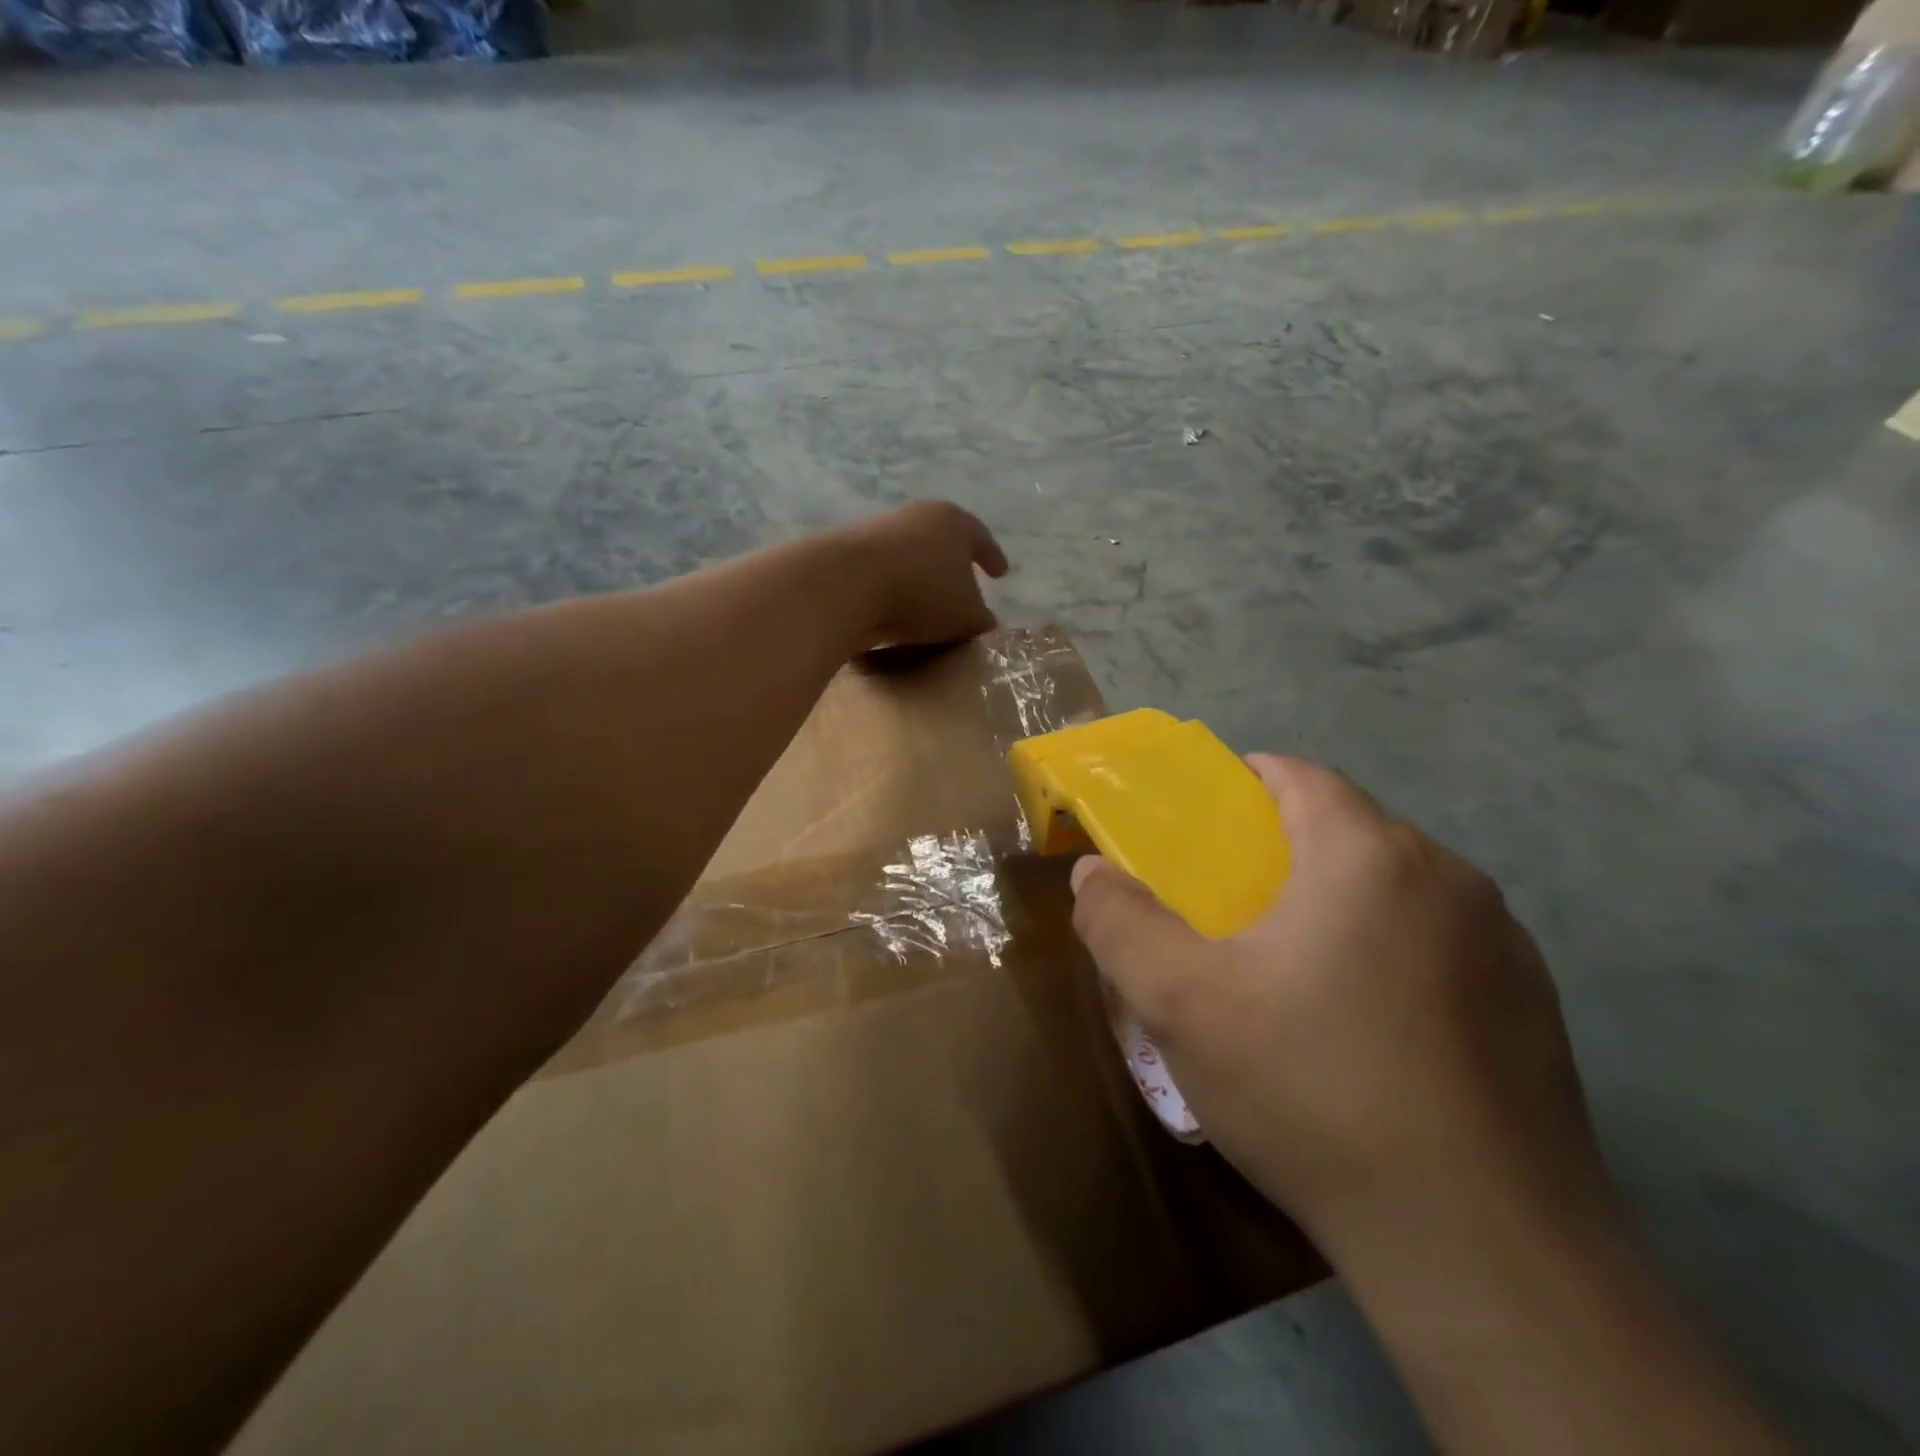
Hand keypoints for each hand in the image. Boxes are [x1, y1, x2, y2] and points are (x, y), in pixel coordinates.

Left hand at [837, 501, 1007, 652]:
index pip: (981, 540)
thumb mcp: (966, 615)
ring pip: (909, 556)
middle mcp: (917, 517)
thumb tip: (985, 622)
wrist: (847, 583)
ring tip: (926, 605)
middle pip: (942, 541)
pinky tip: (893, 611)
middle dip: (953, 564)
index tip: (1000, 573)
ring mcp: (878, 531)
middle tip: (963, 586)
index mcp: (954, 522)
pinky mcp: (848, 552)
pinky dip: (891, 590)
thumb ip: (980, 619)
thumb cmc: (923, 592)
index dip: (993, 558)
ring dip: (919, 578)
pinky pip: (882, 574)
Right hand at [1069, 755, 1608, 1267]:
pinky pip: (1441, 946)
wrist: (1482, 1251)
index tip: (1206, 828)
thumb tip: (1093, 872)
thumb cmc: (1312, 1090)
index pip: (1300, 775)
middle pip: (1348, 830)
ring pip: (1397, 890)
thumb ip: (1120, 922)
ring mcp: (1503, 944)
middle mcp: (1449, 877)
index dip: (1245, 785)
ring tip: (1296, 974)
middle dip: (1285, 852)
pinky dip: (1394, 955)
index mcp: (1368, 854)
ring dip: (1341, 904)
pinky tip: (1369, 1033)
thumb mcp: (1180, 1003)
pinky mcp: (1536, 1008)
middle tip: (1233, 911)